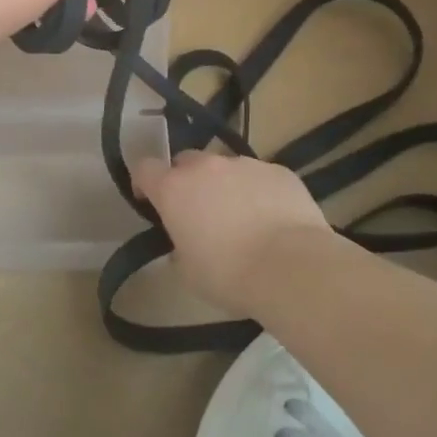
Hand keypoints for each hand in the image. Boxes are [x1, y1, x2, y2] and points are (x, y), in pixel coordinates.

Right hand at [133, 152, 334, 312]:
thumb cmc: (229, 275)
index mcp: (174, 189)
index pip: (145, 168)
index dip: (144, 182)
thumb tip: (187, 241)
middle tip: (198, 212)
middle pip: (186, 161)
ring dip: (224, 185)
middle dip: (187, 181)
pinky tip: (272, 219)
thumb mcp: (188, 271)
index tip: (149, 200)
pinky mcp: (279, 171)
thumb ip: (179, 246)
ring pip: (226, 168)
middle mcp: (207, 167)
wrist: (293, 268)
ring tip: (241, 218)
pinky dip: (258, 192)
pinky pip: (260, 176)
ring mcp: (246, 164)